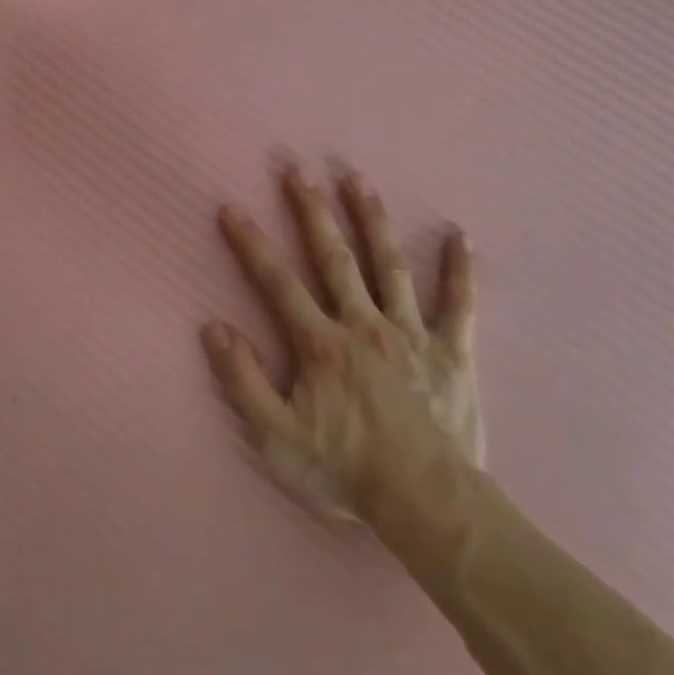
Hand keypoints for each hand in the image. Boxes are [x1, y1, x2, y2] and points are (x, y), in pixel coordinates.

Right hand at [202, 163, 485, 564]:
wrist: (426, 504)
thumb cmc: (345, 470)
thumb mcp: (275, 435)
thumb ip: (242, 379)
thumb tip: (213, 327)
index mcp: (320, 343)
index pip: (277, 281)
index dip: (250, 243)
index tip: (231, 208)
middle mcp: (364, 325)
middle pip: (334, 257)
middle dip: (312, 211)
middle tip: (298, 170)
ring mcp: (412, 334)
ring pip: (390, 266)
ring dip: (373, 221)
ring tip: (359, 182)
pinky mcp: (452, 353)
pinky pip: (460, 304)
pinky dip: (459, 269)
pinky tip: (460, 236)